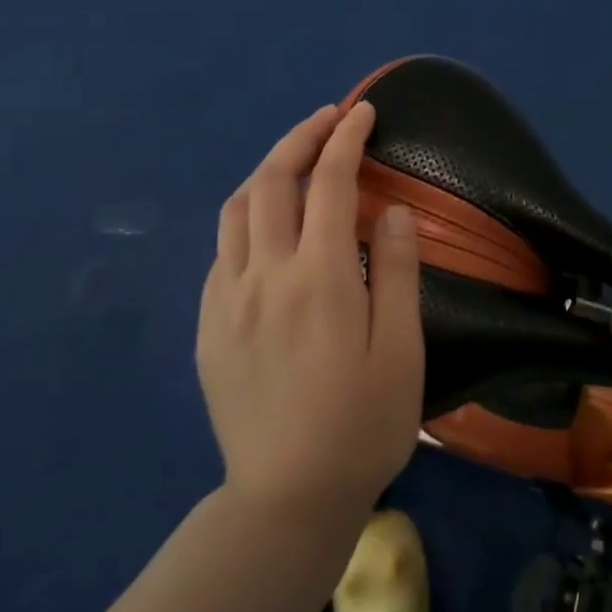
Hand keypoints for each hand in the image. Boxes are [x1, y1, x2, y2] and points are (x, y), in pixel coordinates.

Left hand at [198, 101, 423, 521]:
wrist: (286, 500)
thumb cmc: (362, 424)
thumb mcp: (402, 350)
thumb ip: (398, 271)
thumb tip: (390, 210)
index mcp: (319, 277)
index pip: (330, 183)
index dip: (346, 138)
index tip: (363, 111)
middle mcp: (264, 276)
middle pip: (272, 181)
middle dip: (301, 137)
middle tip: (329, 119)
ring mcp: (227, 300)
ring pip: (236, 209)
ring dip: (267, 170)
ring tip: (296, 160)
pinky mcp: (209, 327)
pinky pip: (222, 250)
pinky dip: (246, 216)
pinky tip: (268, 227)